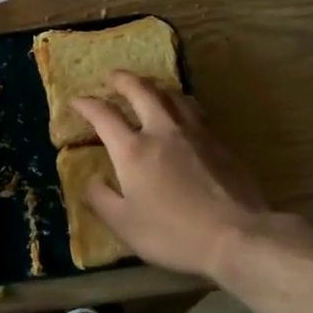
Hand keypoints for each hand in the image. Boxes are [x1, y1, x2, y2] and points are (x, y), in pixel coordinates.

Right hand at [73, 74, 276, 280]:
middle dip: (122, 79)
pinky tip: (183, 113)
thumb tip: (91, 180)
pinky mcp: (221, 143)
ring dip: (155, 86)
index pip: (104, 115)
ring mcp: (196, 134)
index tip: (76, 101)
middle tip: (112, 76)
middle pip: (141, 91)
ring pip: (173, 95)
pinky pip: (195, 111)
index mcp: (133, 150)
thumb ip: (100, 199)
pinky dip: (180, 104)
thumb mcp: (124, 224)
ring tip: (148, 88)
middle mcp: (163, 131)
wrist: (237, 235)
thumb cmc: (173, 233)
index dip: (86, 104)